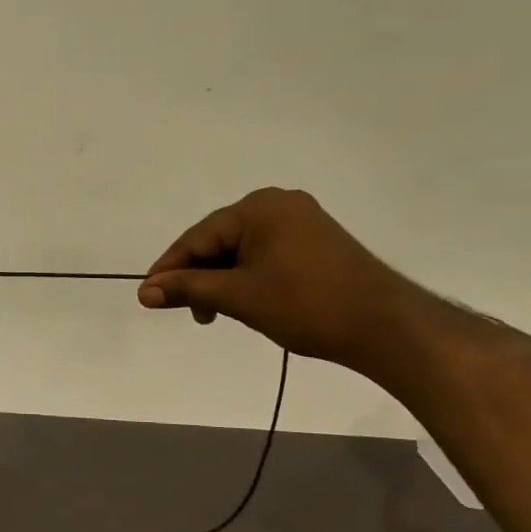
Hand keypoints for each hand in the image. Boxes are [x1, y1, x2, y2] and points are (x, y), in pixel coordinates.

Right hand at [138, 188, 415, 368]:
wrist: (385, 326)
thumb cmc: (306, 304)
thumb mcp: (237, 296)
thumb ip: (187, 289)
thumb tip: (144, 292)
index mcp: (258, 208)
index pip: (197, 237)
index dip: (169, 269)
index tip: (147, 297)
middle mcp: (278, 204)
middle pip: (217, 241)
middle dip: (197, 277)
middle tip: (187, 312)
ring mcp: (300, 222)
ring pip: (240, 251)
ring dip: (220, 281)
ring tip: (215, 314)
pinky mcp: (315, 242)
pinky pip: (263, 255)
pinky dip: (245, 278)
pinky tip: (242, 302)